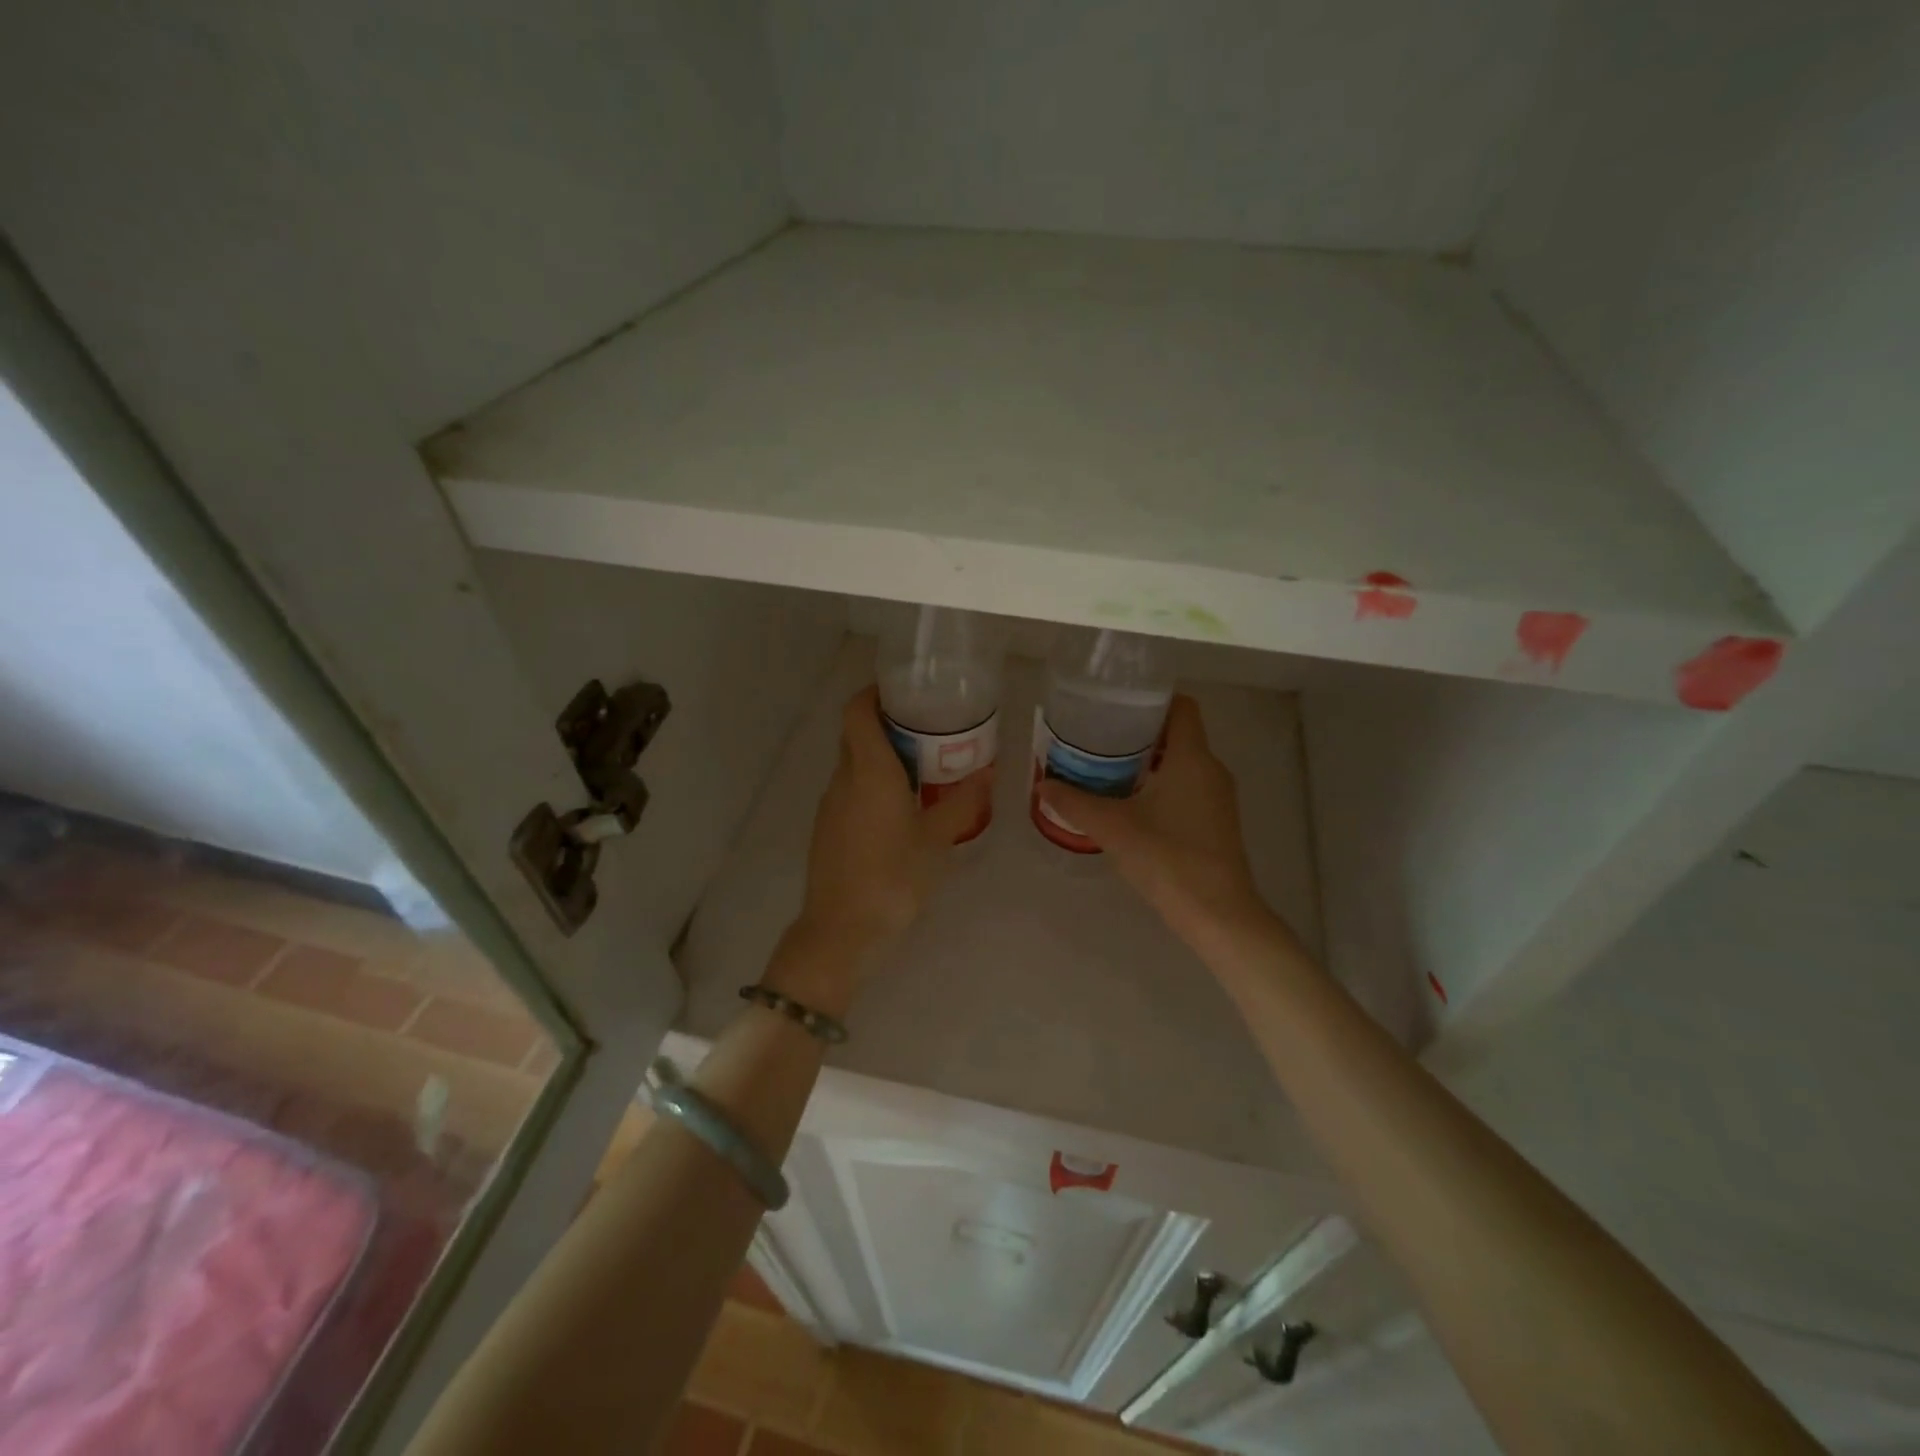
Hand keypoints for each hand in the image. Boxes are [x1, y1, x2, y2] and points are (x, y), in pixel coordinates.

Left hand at [772, 686, 992, 1010]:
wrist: (841, 931)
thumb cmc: (892, 878)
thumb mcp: (937, 840)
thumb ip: (962, 803)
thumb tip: (987, 773)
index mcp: (869, 772)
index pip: (857, 711)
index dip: (874, 692)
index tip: (905, 690)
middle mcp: (843, 779)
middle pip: (855, 733)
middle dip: (886, 723)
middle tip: (928, 727)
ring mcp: (831, 804)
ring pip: (853, 763)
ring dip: (881, 755)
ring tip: (923, 765)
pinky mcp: (828, 828)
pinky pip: (850, 789)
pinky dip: (873, 783)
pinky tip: (903, 806)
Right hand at [1038, 695, 1283, 952]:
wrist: (1218, 914)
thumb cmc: (1168, 858)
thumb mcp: (1113, 827)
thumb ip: (1075, 802)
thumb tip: (1043, 784)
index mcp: (1193, 758)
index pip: (1181, 706)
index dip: (1151, 699)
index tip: (1116, 705)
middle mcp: (1211, 769)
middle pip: (1178, 733)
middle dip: (1139, 731)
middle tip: (1099, 736)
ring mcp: (1217, 797)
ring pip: (1182, 762)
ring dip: (1148, 760)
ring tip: (1105, 767)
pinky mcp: (1215, 821)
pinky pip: (1186, 786)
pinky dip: (1160, 784)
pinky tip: (1128, 802)